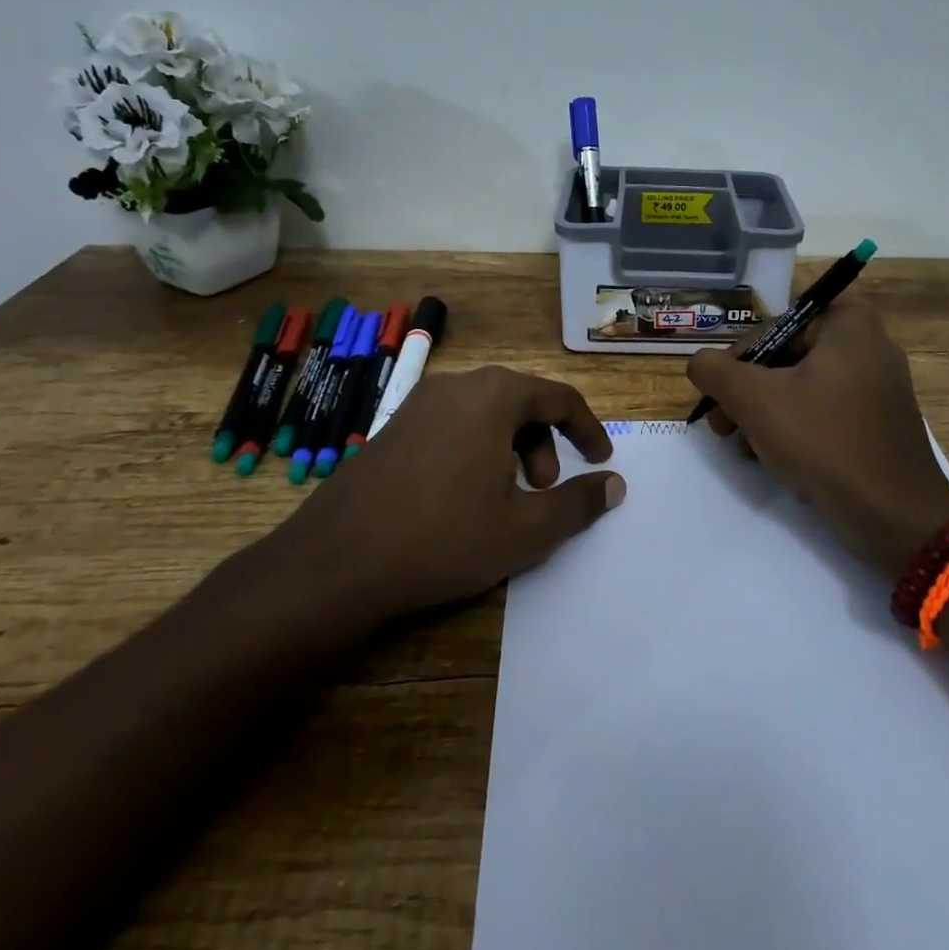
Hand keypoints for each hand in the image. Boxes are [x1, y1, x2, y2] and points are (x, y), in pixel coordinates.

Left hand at [253, 367, 624, 651]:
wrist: (334, 563)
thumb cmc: (442, 539)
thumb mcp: (525, 530)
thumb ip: (578, 503)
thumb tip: (615, 485)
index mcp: (494, 396)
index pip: (560, 398)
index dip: (588, 431)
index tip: (600, 462)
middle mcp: (457, 386)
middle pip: (522, 402)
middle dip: (545, 444)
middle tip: (542, 490)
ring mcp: (418, 404)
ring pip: (486, 414)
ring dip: (511, 449)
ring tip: (504, 498)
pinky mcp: (392, 428)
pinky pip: (453, 425)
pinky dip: (476, 450)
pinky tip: (462, 498)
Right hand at [686, 297, 948, 581]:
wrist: (895, 516)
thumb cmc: (824, 442)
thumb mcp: (755, 401)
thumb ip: (716, 371)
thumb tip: (699, 362)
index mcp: (849, 323)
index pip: (778, 319)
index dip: (743, 351)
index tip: (722, 387)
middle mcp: (868, 343)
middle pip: (788, 352)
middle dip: (747, 389)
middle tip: (720, 423)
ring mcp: (877, 384)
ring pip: (803, 384)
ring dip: (764, 412)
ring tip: (740, 446)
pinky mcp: (878, 421)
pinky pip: (825, 409)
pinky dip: (795, 426)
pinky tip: (771, 458)